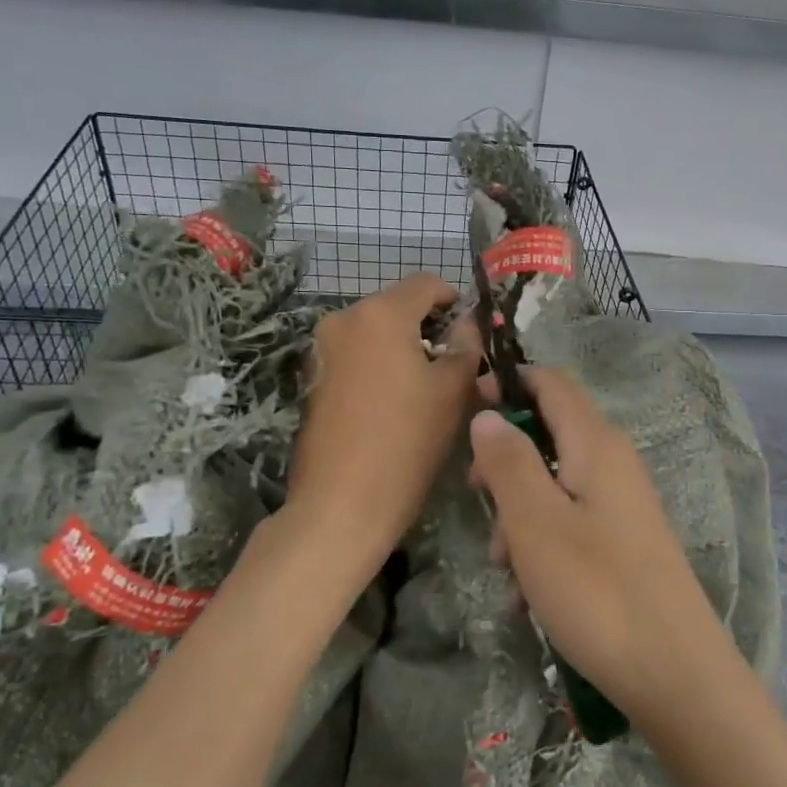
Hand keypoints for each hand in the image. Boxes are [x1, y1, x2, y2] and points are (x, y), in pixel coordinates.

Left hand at [288, 274, 479, 572]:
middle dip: (430, 327)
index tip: (472, 332)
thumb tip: (469, 322)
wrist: (342, 503)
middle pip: (398, 306)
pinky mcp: (314, 378)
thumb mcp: (453, 390)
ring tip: (428, 387)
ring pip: (377, 332)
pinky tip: (395, 402)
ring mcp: (323, 349)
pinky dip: (380, 365)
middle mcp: (344, 319)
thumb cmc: (407, 440)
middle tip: (456, 364)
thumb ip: (467, 346)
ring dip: (405, 348)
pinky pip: (357, 356)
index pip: (427, 284)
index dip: (456, 300)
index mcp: (380, 313)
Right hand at [468, 367, 733, 724]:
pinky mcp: (623, 543)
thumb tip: (487, 415)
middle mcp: (614, 463)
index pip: (551, 383)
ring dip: (518, 517)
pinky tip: (529, 596)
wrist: (676, 675)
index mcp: (597, 444)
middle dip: (504, 464)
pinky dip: (542, 547)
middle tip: (476, 497)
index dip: (509, 383)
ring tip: (506, 570)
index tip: (467, 405)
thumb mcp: (536, 522)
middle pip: (547, 435)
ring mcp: (622, 505)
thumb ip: (508, 461)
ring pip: (553, 486)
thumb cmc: (597, 591)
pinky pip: (570, 524)